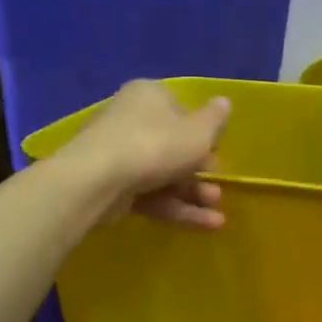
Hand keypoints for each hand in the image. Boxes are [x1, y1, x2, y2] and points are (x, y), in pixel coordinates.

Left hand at [68, 80, 230, 228]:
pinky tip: (203, 225)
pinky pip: (149, 195)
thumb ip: (216, 119)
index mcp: (150, 96)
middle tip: (218, 191)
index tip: (217, 154)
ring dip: (193, 195)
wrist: (97, 181)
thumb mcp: (200, 131)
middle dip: (201, 173)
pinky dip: (175, 208)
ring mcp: (117, 154)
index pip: (182, 110)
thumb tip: (224, 102)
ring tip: (217, 217)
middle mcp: (130, 119)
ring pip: (163, 174)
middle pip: (173, 146)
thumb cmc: (157, 144)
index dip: (202, 134)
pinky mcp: (110, 186)